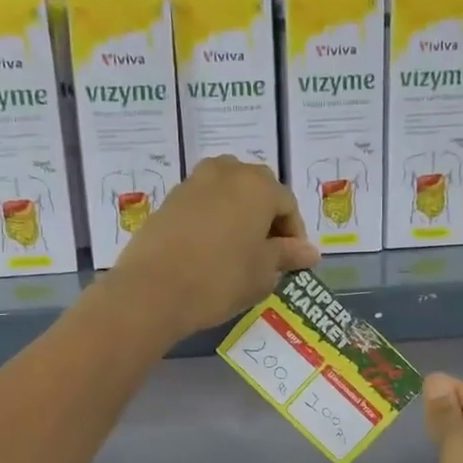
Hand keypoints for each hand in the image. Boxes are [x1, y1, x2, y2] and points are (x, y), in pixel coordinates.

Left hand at [105, 157, 319, 339]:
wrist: (152, 290)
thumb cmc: (219, 280)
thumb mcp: (262, 273)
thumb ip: (287, 256)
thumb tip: (310, 252)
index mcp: (258, 186)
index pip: (287, 205)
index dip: (294, 235)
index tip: (292, 262)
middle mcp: (227, 172)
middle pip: (258, 190)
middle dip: (267, 218)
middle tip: (267, 253)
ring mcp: (194, 182)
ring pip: (228, 192)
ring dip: (239, 214)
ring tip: (239, 249)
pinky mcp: (169, 199)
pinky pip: (203, 202)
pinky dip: (214, 219)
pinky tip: (211, 249)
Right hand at [423, 373, 462, 462]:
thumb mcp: (460, 445)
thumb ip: (446, 413)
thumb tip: (435, 381)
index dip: (458, 390)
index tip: (427, 385)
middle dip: (457, 412)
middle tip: (423, 405)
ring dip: (458, 437)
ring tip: (426, 428)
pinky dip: (460, 461)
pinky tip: (439, 460)